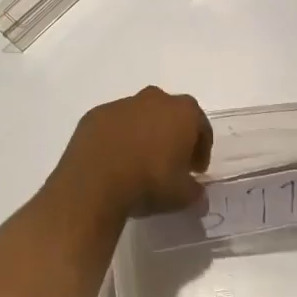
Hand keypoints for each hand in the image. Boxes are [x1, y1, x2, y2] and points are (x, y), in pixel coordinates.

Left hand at [51, 87, 212, 217]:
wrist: (95, 184)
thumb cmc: (149, 183)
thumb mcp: (182, 196)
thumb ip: (195, 190)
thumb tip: (196, 191)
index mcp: (182, 112)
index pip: (200, 125)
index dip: (201, 148)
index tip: (195, 169)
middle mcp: (153, 99)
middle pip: (169, 113)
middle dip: (172, 134)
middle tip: (169, 161)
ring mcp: (121, 105)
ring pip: (139, 116)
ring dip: (143, 133)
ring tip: (138, 162)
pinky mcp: (95, 115)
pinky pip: (113, 125)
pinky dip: (117, 137)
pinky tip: (113, 160)